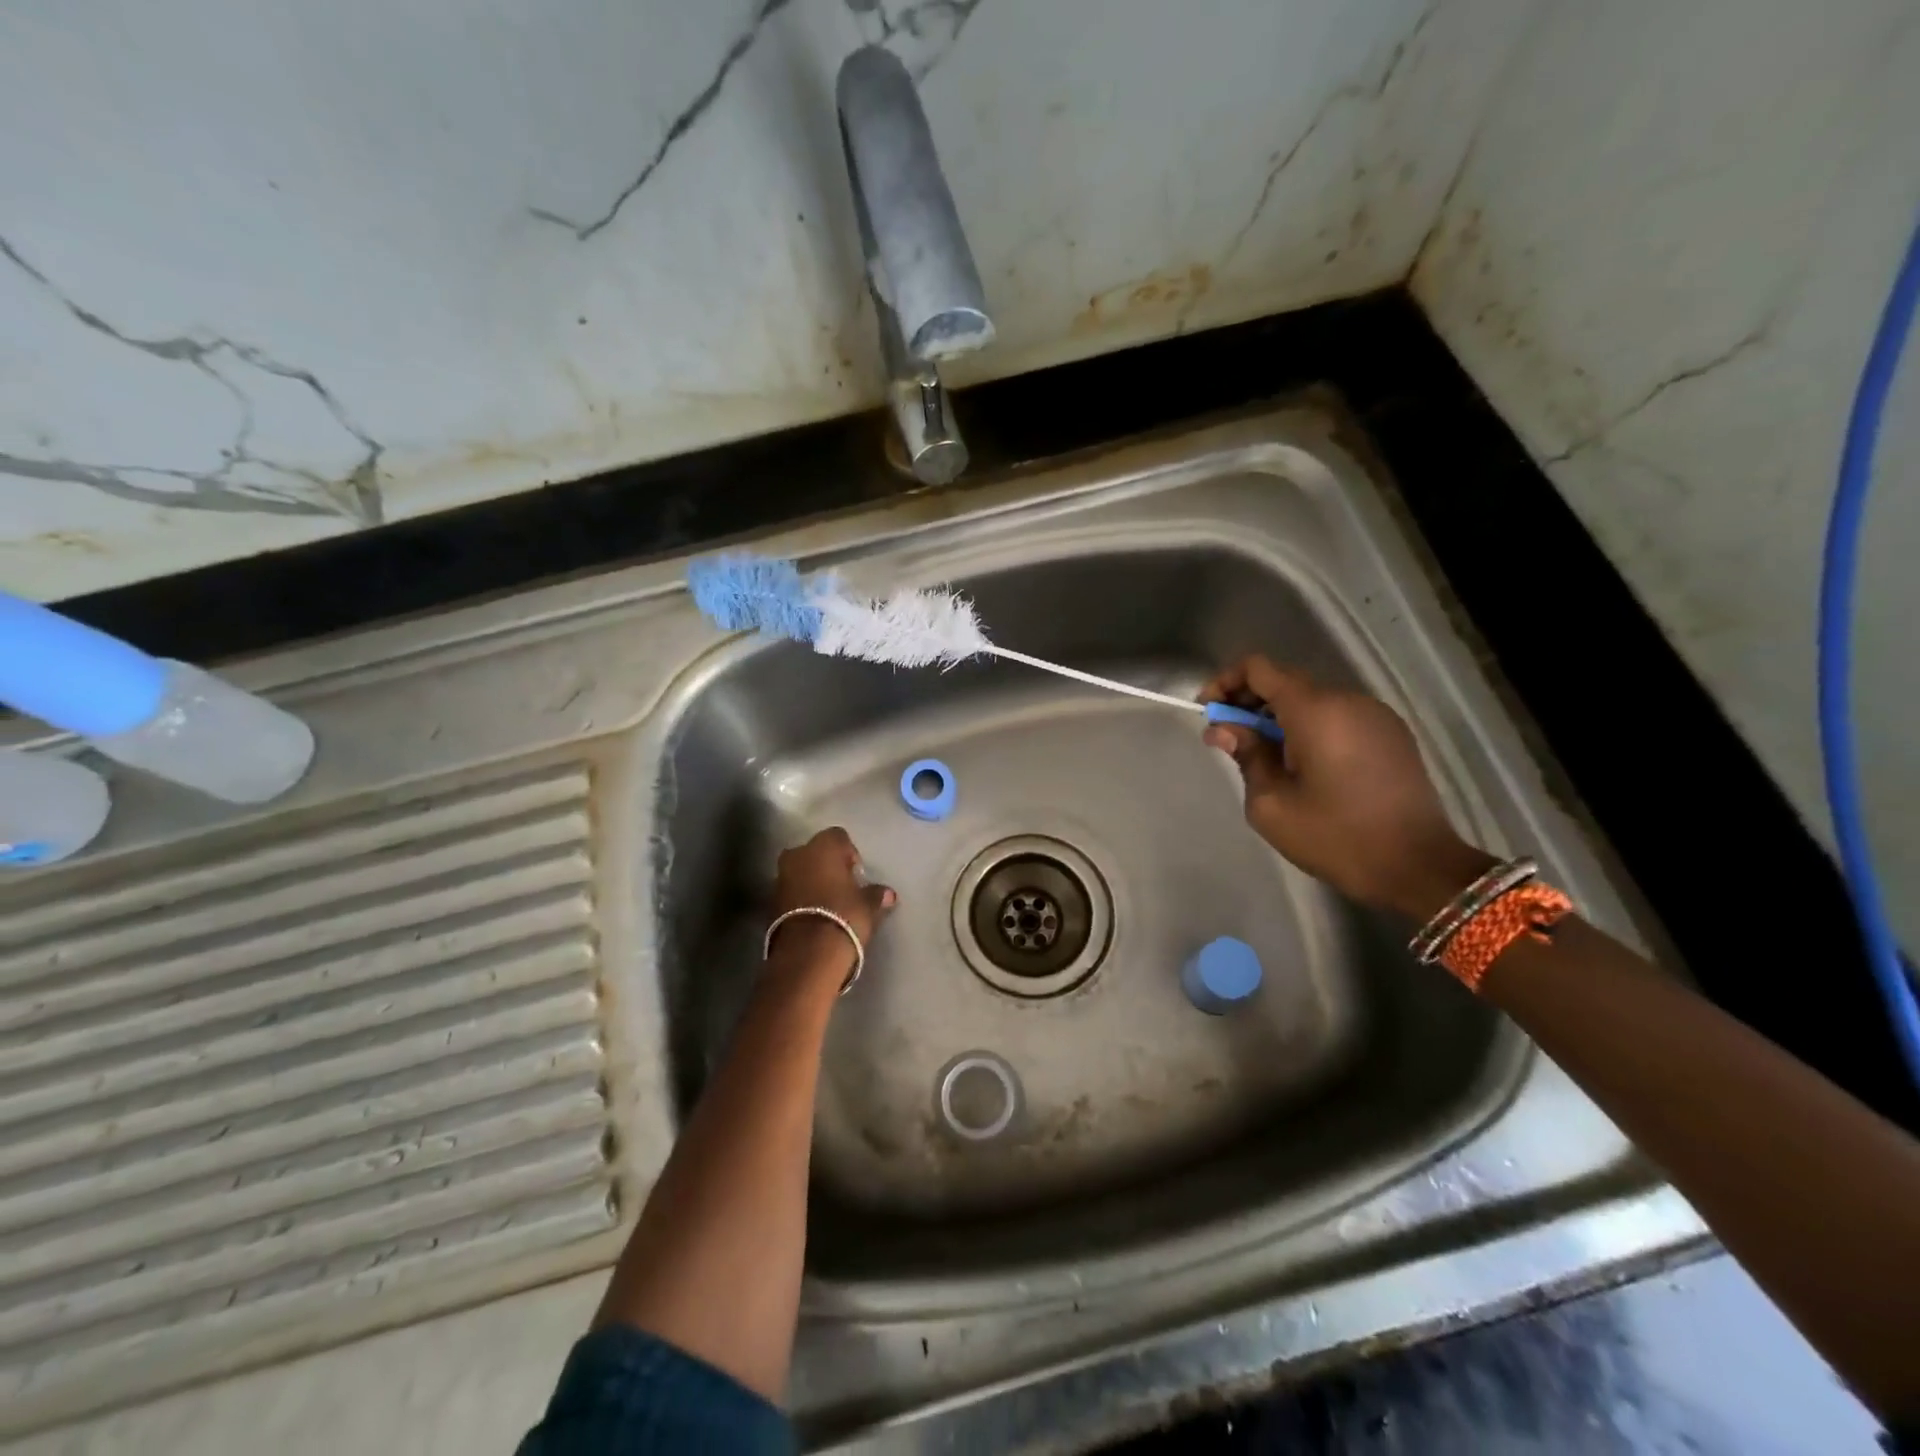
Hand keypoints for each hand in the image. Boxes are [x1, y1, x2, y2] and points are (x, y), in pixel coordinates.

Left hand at [768, 827, 896, 984]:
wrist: (807, 954)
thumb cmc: (844, 917)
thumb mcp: (868, 905)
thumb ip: (876, 894)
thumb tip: (888, 893)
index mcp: (823, 846)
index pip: (839, 837)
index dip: (849, 853)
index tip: (857, 874)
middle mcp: (798, 854)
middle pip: (815, 852)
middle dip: (827, 866)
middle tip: (842, 887)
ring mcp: (780, 876)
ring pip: (800, 871)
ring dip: (812, 881)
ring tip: (828, 903)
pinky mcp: (770, 901)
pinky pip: (791, 890)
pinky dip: (801, 897)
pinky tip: (814, 915)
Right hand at [1200, 656, 1494, 919]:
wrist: (1417, 867)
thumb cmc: (1335, 836)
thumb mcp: (1271, 803)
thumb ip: (1246, 755)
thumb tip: (1224, 729)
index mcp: (1315, 711)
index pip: (1259, 668)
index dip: (1226, 682)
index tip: (1208, 712)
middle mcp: (1347, 700)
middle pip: (1286, 681)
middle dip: (1249, 702)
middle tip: (1229, 739)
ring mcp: (1375, 715)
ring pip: (1313, 699)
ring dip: (1279, 717)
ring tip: (1265, 757)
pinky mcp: (1391, 734)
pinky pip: (1338, 716)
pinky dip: (1310, 727)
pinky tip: (1303, 765)